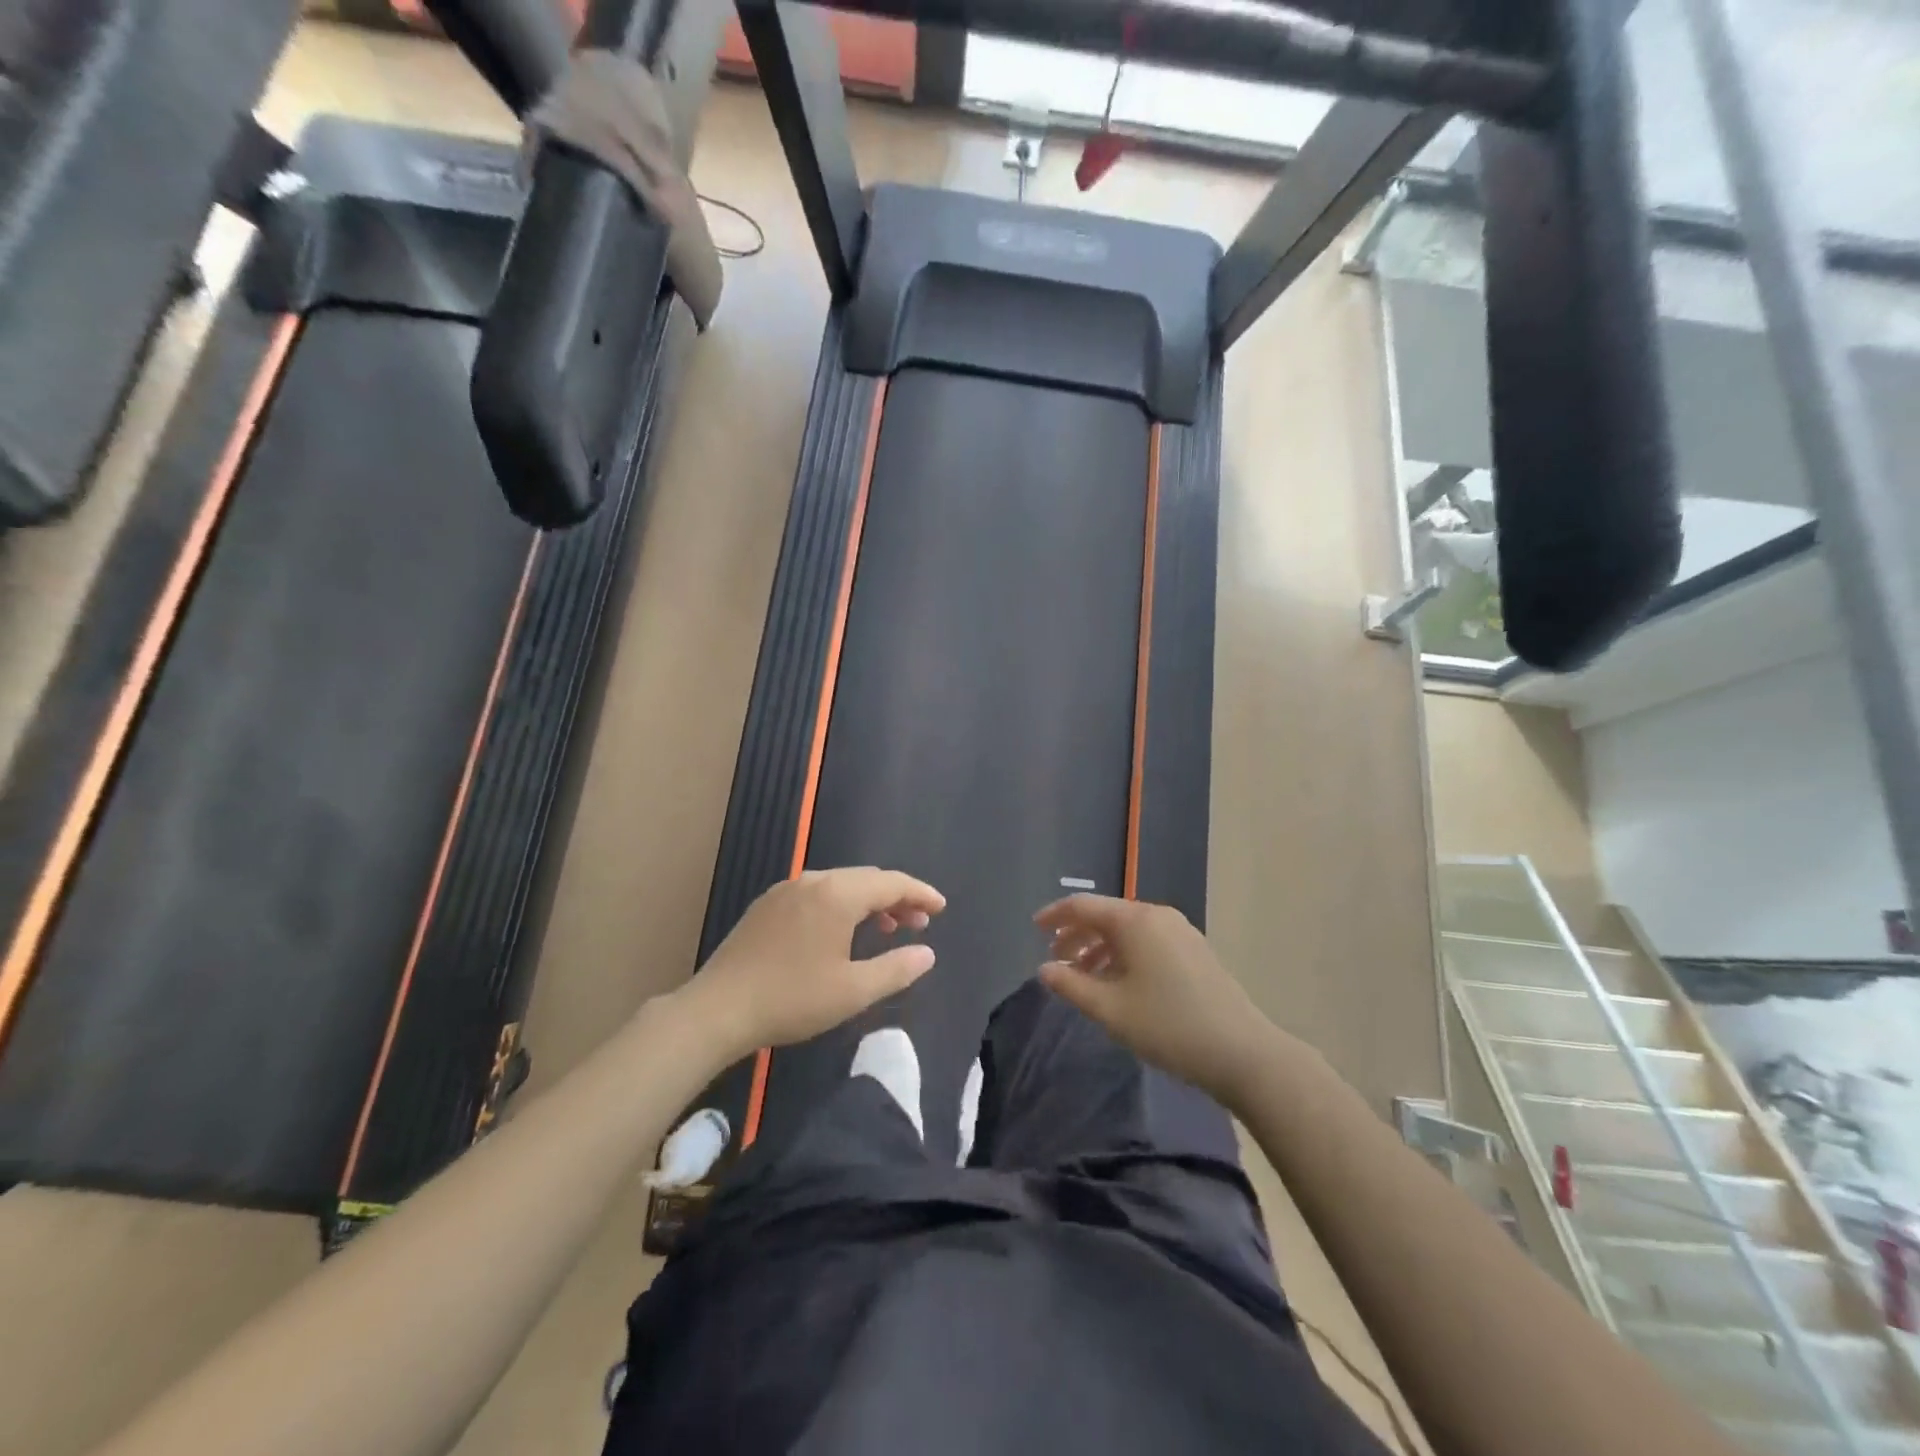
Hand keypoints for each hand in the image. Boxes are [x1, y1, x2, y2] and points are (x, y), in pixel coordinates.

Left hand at [678, 867, 945, 1062]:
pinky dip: (840, 906)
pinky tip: (841, 932)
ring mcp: (786, 890)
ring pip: (840, 886)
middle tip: (918, 923)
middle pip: (866, 880)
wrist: (718, 1009)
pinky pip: (817, 894)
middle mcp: (813, 880)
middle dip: (896, 898)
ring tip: (886, 928)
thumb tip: (927, 954)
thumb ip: (896, 968)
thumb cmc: (792, 999)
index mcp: (838, 894)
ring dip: (868, 902)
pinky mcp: (767, 905)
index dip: (920, 894)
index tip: (940, 908)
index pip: (891, 883)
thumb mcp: (853, 991)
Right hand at [1035, 895, 1275, 1107]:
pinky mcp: (1195, 950)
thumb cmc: (1168, 1026)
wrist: (1241, 1052)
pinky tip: (1119, 982)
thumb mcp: (1109, 1009)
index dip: (1055, 916)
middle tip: (1056, 959)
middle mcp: (1157, 916)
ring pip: (1128, 930)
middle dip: (1077, 935)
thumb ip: (1071, 985)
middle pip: (1106, 915)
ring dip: (1100, 947)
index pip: (1083, 906)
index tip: (1034, 930)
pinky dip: (1124, 953)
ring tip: (1084, 976)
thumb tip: (1045, 969)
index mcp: (1134, 921)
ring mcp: (1180, 931)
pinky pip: (1147, 941)